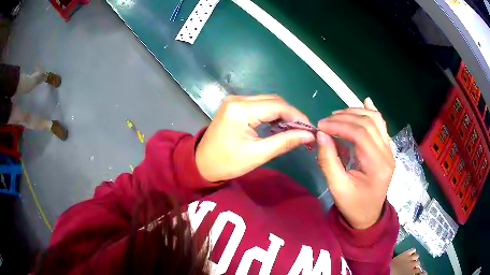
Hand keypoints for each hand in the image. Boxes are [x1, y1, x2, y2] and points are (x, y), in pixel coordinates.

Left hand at [196, 95, 315, 181]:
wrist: (201, 163)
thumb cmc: (227, 163)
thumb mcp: (257, 154)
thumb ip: (285, 142)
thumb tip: (308, 135)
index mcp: (241, 109)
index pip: (277, 106)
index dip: (297, 116)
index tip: (310, 129)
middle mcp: (238, 99)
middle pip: (273, 101)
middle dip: (291, 115)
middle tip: (304, 131)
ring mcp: (235, 100)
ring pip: (267, 101)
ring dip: (282, 114)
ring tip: (294, 130)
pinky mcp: (235, 105)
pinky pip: (259, 105)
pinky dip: (271, 114)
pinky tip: (279, 126)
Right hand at [317, 98, 394, 229]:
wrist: (368, 216)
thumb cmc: (353, 205)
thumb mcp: (337, 187)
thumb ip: (328, 160)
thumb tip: (321, 134)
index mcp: (377, 166)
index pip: (360, 134)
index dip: (339, 126)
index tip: (320, 126)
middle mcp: (387, 154)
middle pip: (368, 123)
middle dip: (344, 118)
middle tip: (325, 122)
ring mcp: (389, 150)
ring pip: (376, 120)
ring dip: (356, 113)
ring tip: (337, 115)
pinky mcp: (387, 149)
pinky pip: (381, 126)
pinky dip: (371, 112)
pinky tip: (365, 101)